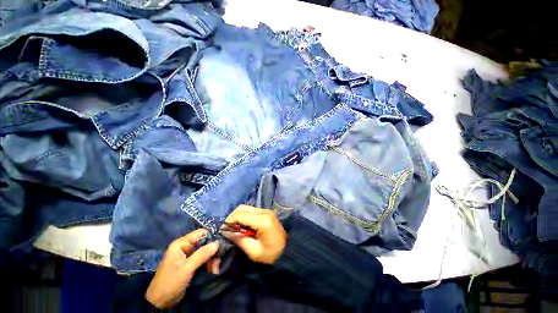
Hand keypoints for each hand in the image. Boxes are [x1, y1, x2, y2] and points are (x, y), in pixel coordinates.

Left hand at [145, 229, 219, 308]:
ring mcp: (188, 256)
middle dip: (212, 252)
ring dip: (211, 260)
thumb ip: (202, 254)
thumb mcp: (187, 268)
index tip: (221, 243)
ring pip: (205, 252)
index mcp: (181, 244)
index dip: (211, 236)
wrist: (160, 302)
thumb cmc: (171, 282)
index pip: (200, 233)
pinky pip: (203, 260)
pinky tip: (212, 271)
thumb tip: (217, 243)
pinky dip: (208, 264)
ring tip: (215, 270)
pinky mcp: (190, 264)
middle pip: (204, 243)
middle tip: (218, 262)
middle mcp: (185, 247)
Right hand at [222, 205, 286, 264]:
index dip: (229, 222)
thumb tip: (227, 232)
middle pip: (242, 208)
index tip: (223, 231)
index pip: (240, 214)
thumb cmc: (272, 254)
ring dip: (239, 217)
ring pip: (247, 208)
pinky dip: (245, 217)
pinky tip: (244, 227)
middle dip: (233, 217)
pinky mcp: (267, 213)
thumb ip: (239, 239)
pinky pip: (252, 211)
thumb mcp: (254, 251)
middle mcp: (264, 211)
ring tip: (236, 229)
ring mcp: (266, 210)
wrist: (289, 250)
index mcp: (262, 220)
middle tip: (228, 230)